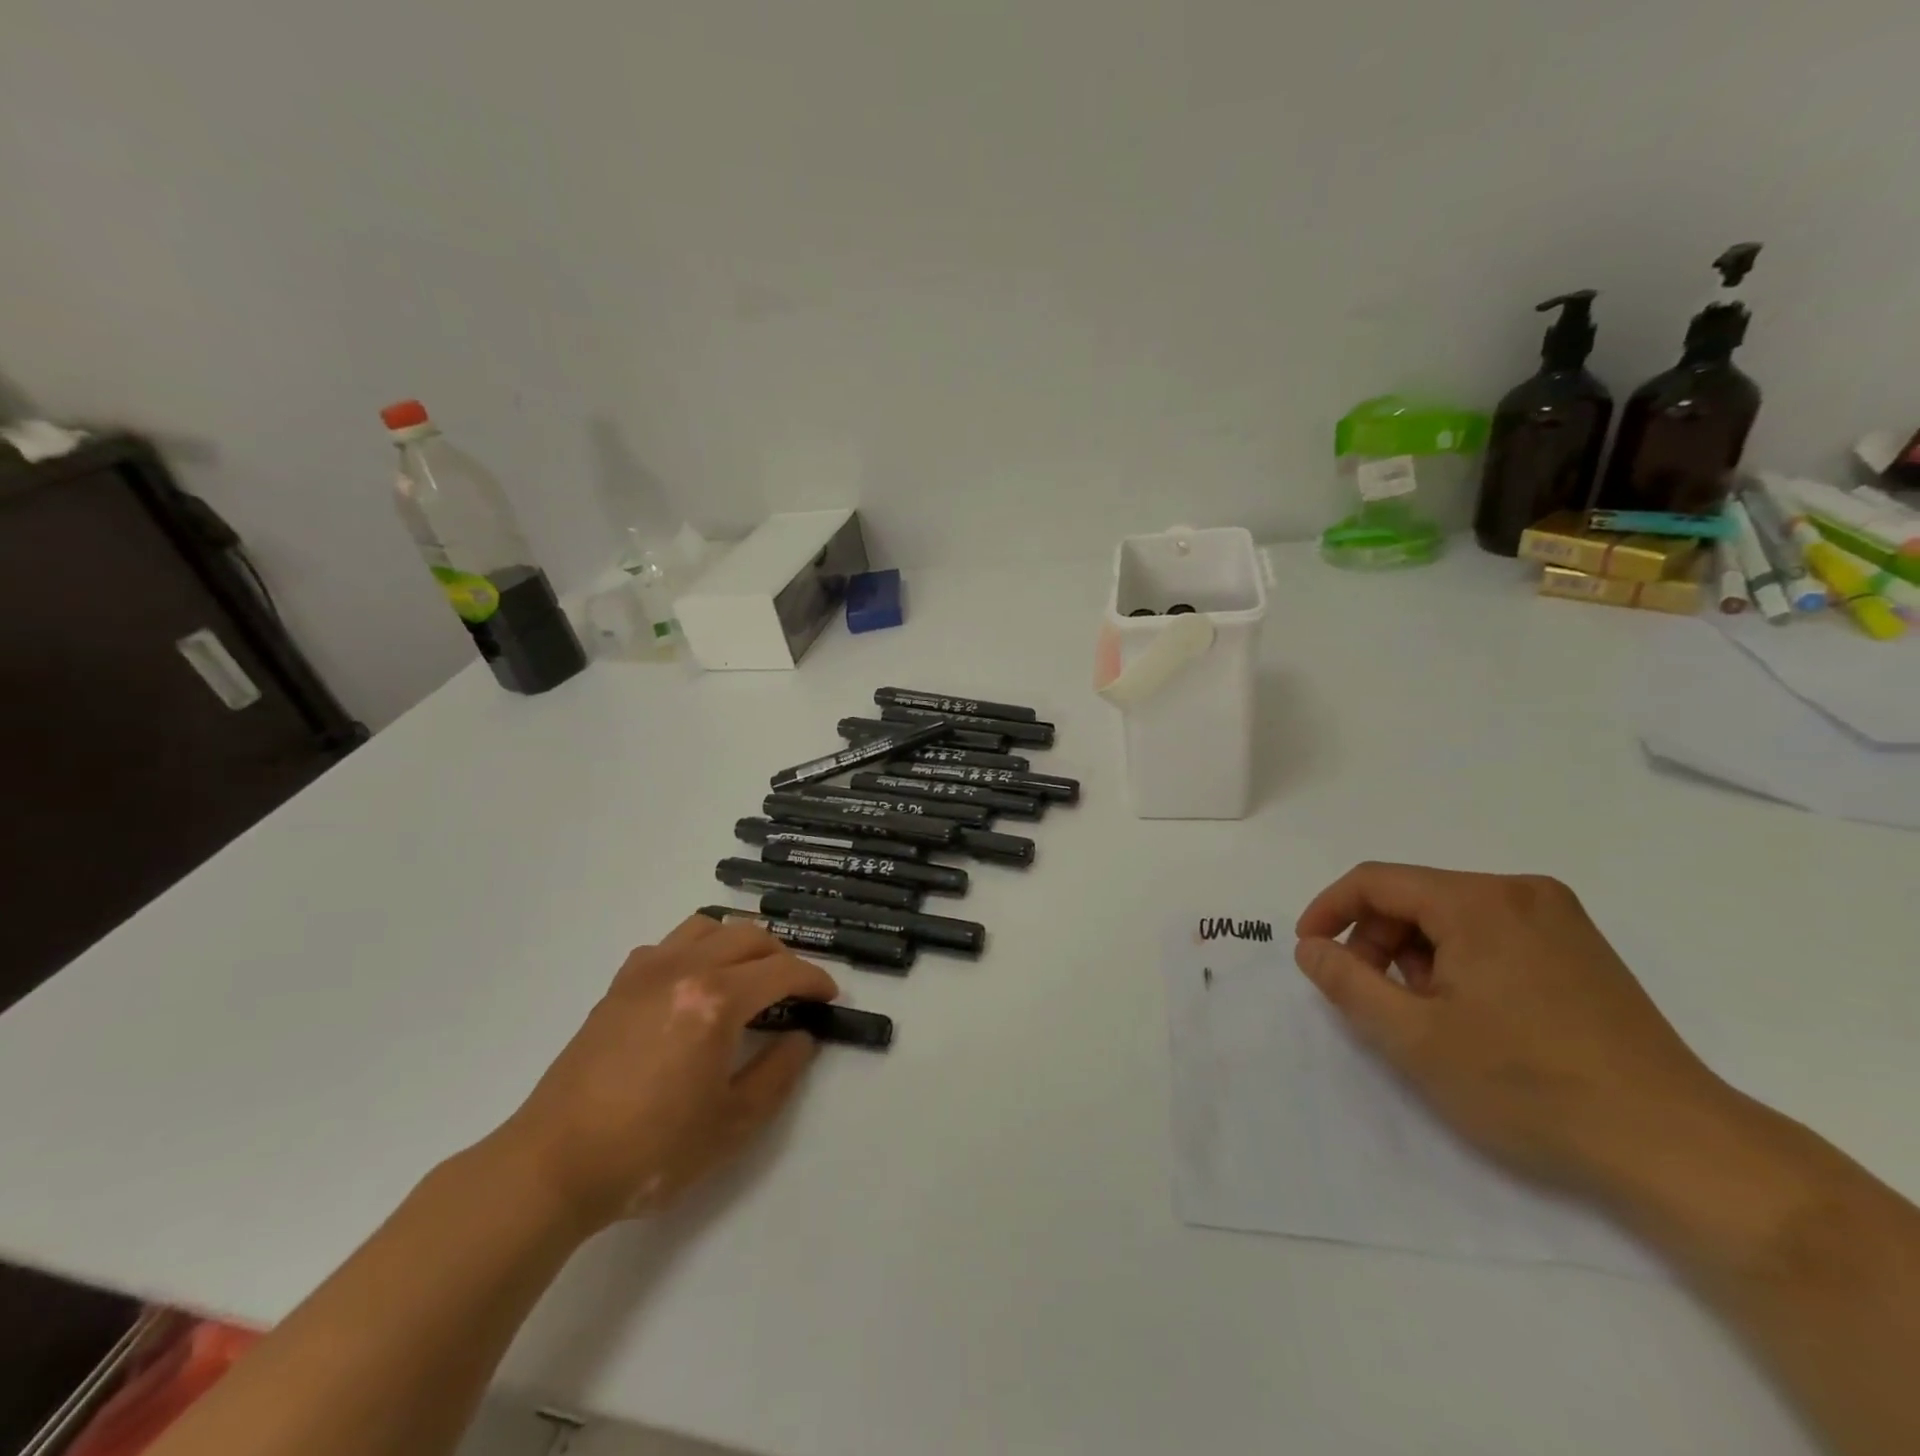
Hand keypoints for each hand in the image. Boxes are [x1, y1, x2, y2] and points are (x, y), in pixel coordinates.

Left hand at [489, 915, 838, 1234]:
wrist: (554, 1166)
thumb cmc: (650, 1151)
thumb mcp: (733, 1123)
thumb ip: (779, 1072)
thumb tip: (801, 1037)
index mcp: (716, 1000)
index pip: (781, 970)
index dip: (814, 979)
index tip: (829, 996)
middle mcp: (684, 969)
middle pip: (749, 937)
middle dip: (782, 957)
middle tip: (795, 991)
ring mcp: (646, 971)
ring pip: (709, 927)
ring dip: (740, 943)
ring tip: (749, 977)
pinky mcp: (618, 985)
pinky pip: (670, 943)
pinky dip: (697, 950)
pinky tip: (695, 985)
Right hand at [1293, 862, 1731, 1198]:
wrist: (1679, 1148)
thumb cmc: (1530, 1086)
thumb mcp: (1414, 1038)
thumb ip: (1346, 982)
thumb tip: (1311, 948)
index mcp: (1478, 901)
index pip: (1375, 881)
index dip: (1328, 910)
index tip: (1309, 953)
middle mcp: (1519, 892)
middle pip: (1414, 896)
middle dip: (1376, 941)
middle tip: (1369, 998)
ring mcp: (1558, 918)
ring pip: (1451, 915)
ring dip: (1417, 955)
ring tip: (1424, 1015)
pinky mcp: (1581, 948)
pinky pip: (1492, 931)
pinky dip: (1459, 961)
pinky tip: (1469, 1013)